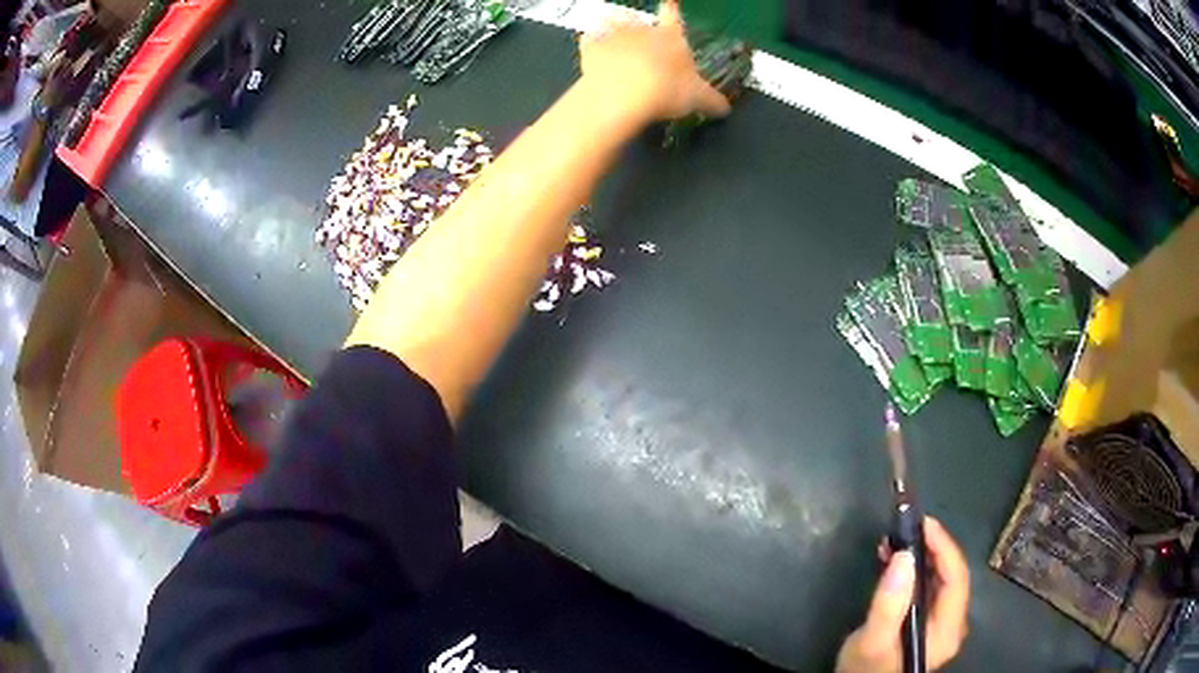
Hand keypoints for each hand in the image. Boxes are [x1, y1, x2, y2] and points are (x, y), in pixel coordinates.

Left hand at [577, 0, 730, 123]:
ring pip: (612, 21)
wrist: (625, 93)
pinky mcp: (591, 47)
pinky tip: (589, 47)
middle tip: (637, 32)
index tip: (669, 3)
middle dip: (639, 25)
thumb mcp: (698, 99)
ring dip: (611, 24)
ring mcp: (614, 35)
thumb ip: (713, 101)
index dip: (671, 9)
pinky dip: (589, 41)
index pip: (673, 16)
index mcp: (671, 37)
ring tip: (610, 28)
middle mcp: (643, 30)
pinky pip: (588, 38)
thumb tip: (725, 108)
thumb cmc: (668, 90)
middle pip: (639, 19)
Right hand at [836, 518, 970, 672]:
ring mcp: (940, 622)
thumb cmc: (866, 669)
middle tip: (905, 526)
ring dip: (920, 555)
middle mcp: (951, 622)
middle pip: (951, 575)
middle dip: (931, 547)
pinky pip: (927, 586)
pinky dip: (913, 569)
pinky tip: (894, 559)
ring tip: (895, 539)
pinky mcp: (926, 620)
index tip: (922, 522)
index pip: (956, 577)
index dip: (943, 546)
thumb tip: (904, 555)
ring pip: (939, 578)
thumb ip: (889, 604)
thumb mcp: (873, 640)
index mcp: (947, 629)